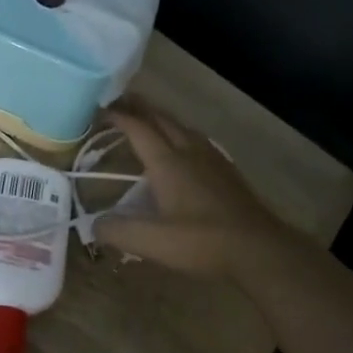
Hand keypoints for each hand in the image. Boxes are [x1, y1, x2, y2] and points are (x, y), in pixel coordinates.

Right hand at [94, 98, 301, 281]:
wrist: (260, 249)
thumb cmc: (203, 242)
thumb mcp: (152, 242)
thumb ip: (117, 231)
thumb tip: (93, 224)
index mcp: (168, 162)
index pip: (138, 128)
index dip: (118, 116)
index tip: (99, 109)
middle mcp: (189, 151)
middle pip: (161, 119)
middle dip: (139, 108)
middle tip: (119, 102)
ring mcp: (212, 159)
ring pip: (182, 127)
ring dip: (161, 119)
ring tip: (148, 120)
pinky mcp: (227, 172)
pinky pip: (197, 140)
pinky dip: (180, 134)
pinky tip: (183, 149)